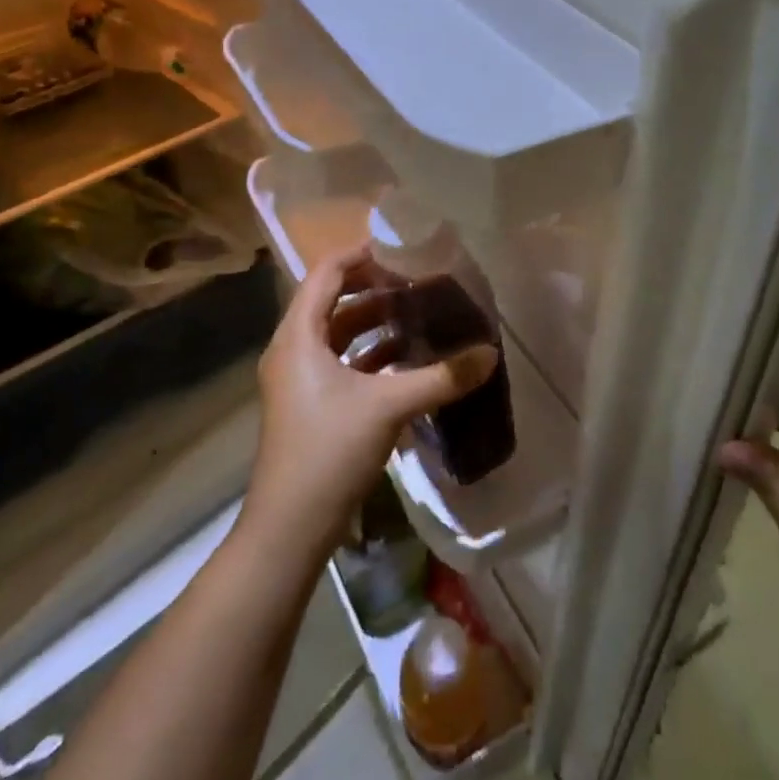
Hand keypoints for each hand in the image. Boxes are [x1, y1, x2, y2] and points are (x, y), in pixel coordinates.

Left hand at [243, 244, 496, 569]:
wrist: (288, 528)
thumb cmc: (328, 451)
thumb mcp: (388, 408)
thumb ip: (441, 377)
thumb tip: (489, 353)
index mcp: (298, 335)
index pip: (327, 272)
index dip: (362, 255)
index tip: (403, 250)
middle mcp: (293, 349)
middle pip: (333, 300)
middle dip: (375, 289)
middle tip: (419, 283)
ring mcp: (299, 380)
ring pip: (339, 335)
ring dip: (375, 324)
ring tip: (419, 317)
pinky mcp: (310, 406)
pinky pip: (342, 364)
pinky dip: (371, 356)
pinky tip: (408, 362)